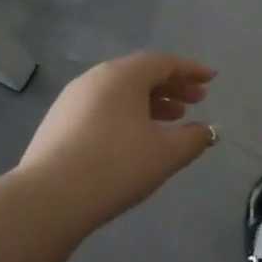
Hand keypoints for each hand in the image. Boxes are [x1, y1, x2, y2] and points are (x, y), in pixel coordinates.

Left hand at [17, 52, 218, 233]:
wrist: (48, 199)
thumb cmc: (116, 166)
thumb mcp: (167, 153)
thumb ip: (194, 138)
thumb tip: (207, 131)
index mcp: (123, 75)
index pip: (164, 62)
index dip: (191, 70)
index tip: (212, 79)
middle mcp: (95, 78)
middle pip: (141, 73)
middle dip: (172, 85)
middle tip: (197, 100)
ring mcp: (72, 99)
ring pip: (120, 91)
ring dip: (150, 101)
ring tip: (172, 120)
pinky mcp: (58, 122)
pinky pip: (103, 107)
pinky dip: (127, 113)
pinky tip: (136, 137)